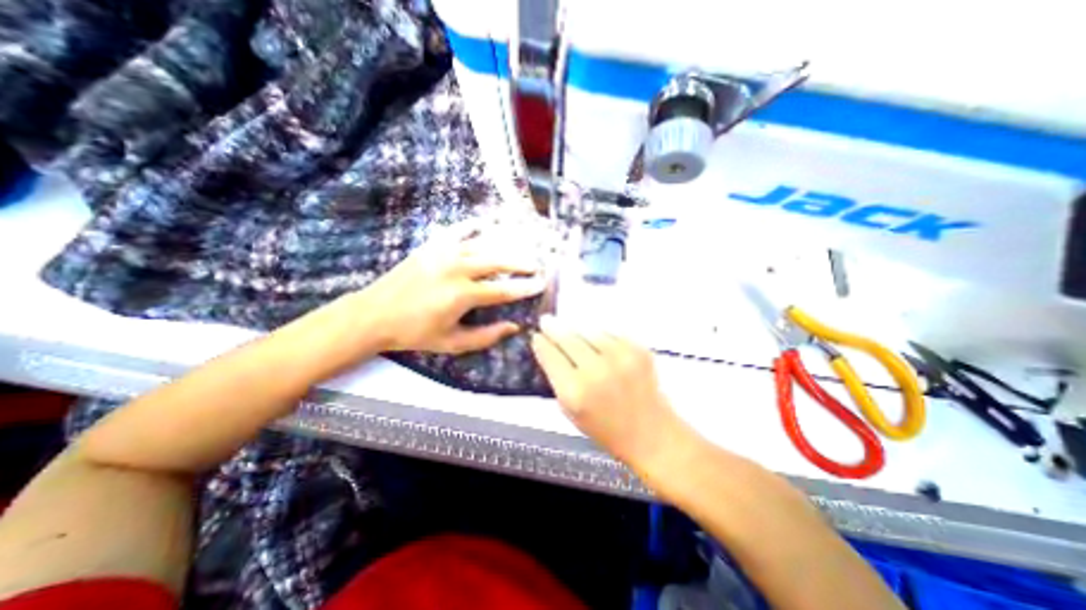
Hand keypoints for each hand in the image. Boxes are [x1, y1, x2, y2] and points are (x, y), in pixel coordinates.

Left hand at [359, 219, 546, 351]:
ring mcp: (442, 253)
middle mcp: (456, 269)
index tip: (541, 284)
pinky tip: (483, 224)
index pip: (503, 290)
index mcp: (462, 295)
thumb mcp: (452, 342)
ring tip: (519, 248)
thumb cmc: (415, 333)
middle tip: (536, 265)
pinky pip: (456, 231)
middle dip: (521, 263)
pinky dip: (471, 227)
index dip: (524, 288)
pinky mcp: (430, 246)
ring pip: (482, 244)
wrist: (374, 315)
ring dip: (504, 246)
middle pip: (497, 261)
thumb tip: (514, 326)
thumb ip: (486, 336)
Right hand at [532, 314, 700, 479]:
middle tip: (546, 320)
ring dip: (575, 329)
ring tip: (569, 329)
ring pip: (588, 330)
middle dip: (553, 327)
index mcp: (575, 391)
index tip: (536, 336)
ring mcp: (620, 357)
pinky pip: (610, 332)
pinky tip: (595, 339)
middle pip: (567, 337)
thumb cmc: (605, 428)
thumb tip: (547, 350)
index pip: (550, 355)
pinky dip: (599, 334)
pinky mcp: (638, 349)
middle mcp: (596, 370)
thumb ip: (556, 380)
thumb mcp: (570, 411)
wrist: (651, 433)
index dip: (540, 343)